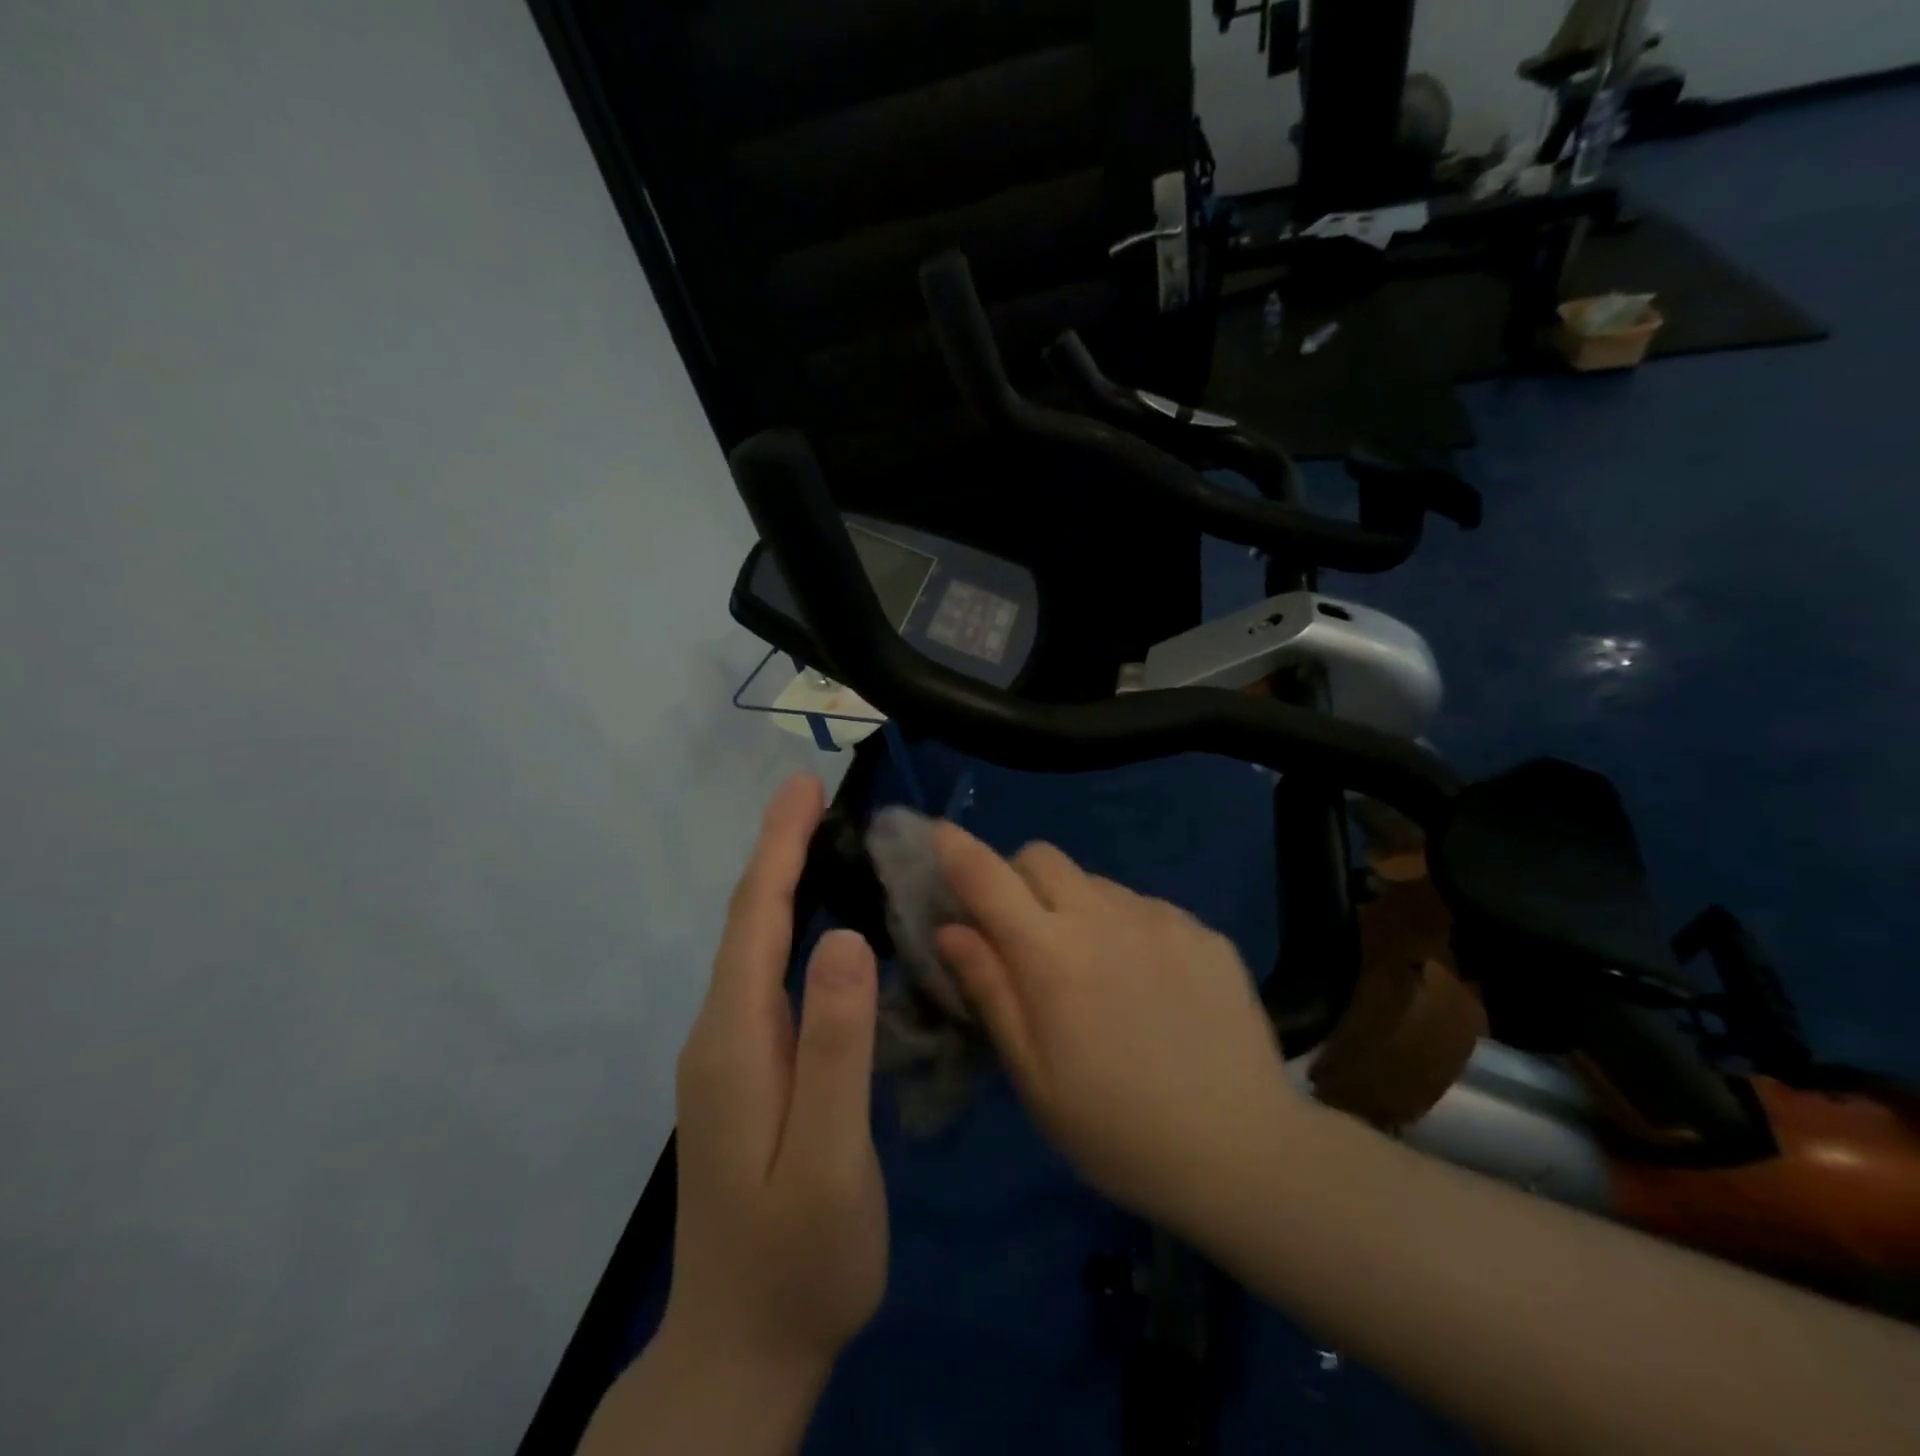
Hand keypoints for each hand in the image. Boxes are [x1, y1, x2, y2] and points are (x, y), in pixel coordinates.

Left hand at [665, 774, 887, 1387]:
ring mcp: (729, 1055)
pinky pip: (766, 976)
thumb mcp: (828, 1160)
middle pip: (747, 923)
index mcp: (736, 1042)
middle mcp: (720, 1034)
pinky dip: (787, 927)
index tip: (803, 787)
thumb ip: (836, 1048)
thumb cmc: (798, 1262)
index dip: (778, 848)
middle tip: (816, 795)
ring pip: (754, 947)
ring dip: (782, 883)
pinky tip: (818, 923)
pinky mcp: (747, 1073)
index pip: (753, 920)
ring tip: (822, 837)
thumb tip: (847, 937)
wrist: (742, 1353)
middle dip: (778, 850)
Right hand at [932, 824, 1301, 1235]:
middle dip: (1016, 878)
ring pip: (1094, 881)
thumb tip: (950, 929)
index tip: (937, 834)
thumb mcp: (1034, 1076)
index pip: (988, 877)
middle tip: (1021, 932)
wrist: (1244, 1152)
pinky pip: (1145, 907)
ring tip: (1095, 968)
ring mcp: (1161, 918)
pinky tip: (1149, 983)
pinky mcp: (1204, 930)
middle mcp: (1105, 916)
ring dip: (1074, 905)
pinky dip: (1126, 927)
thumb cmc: (1117, 1130)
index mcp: (1053, 955)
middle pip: (1041, 856)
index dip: (955, 848)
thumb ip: (990, 990)